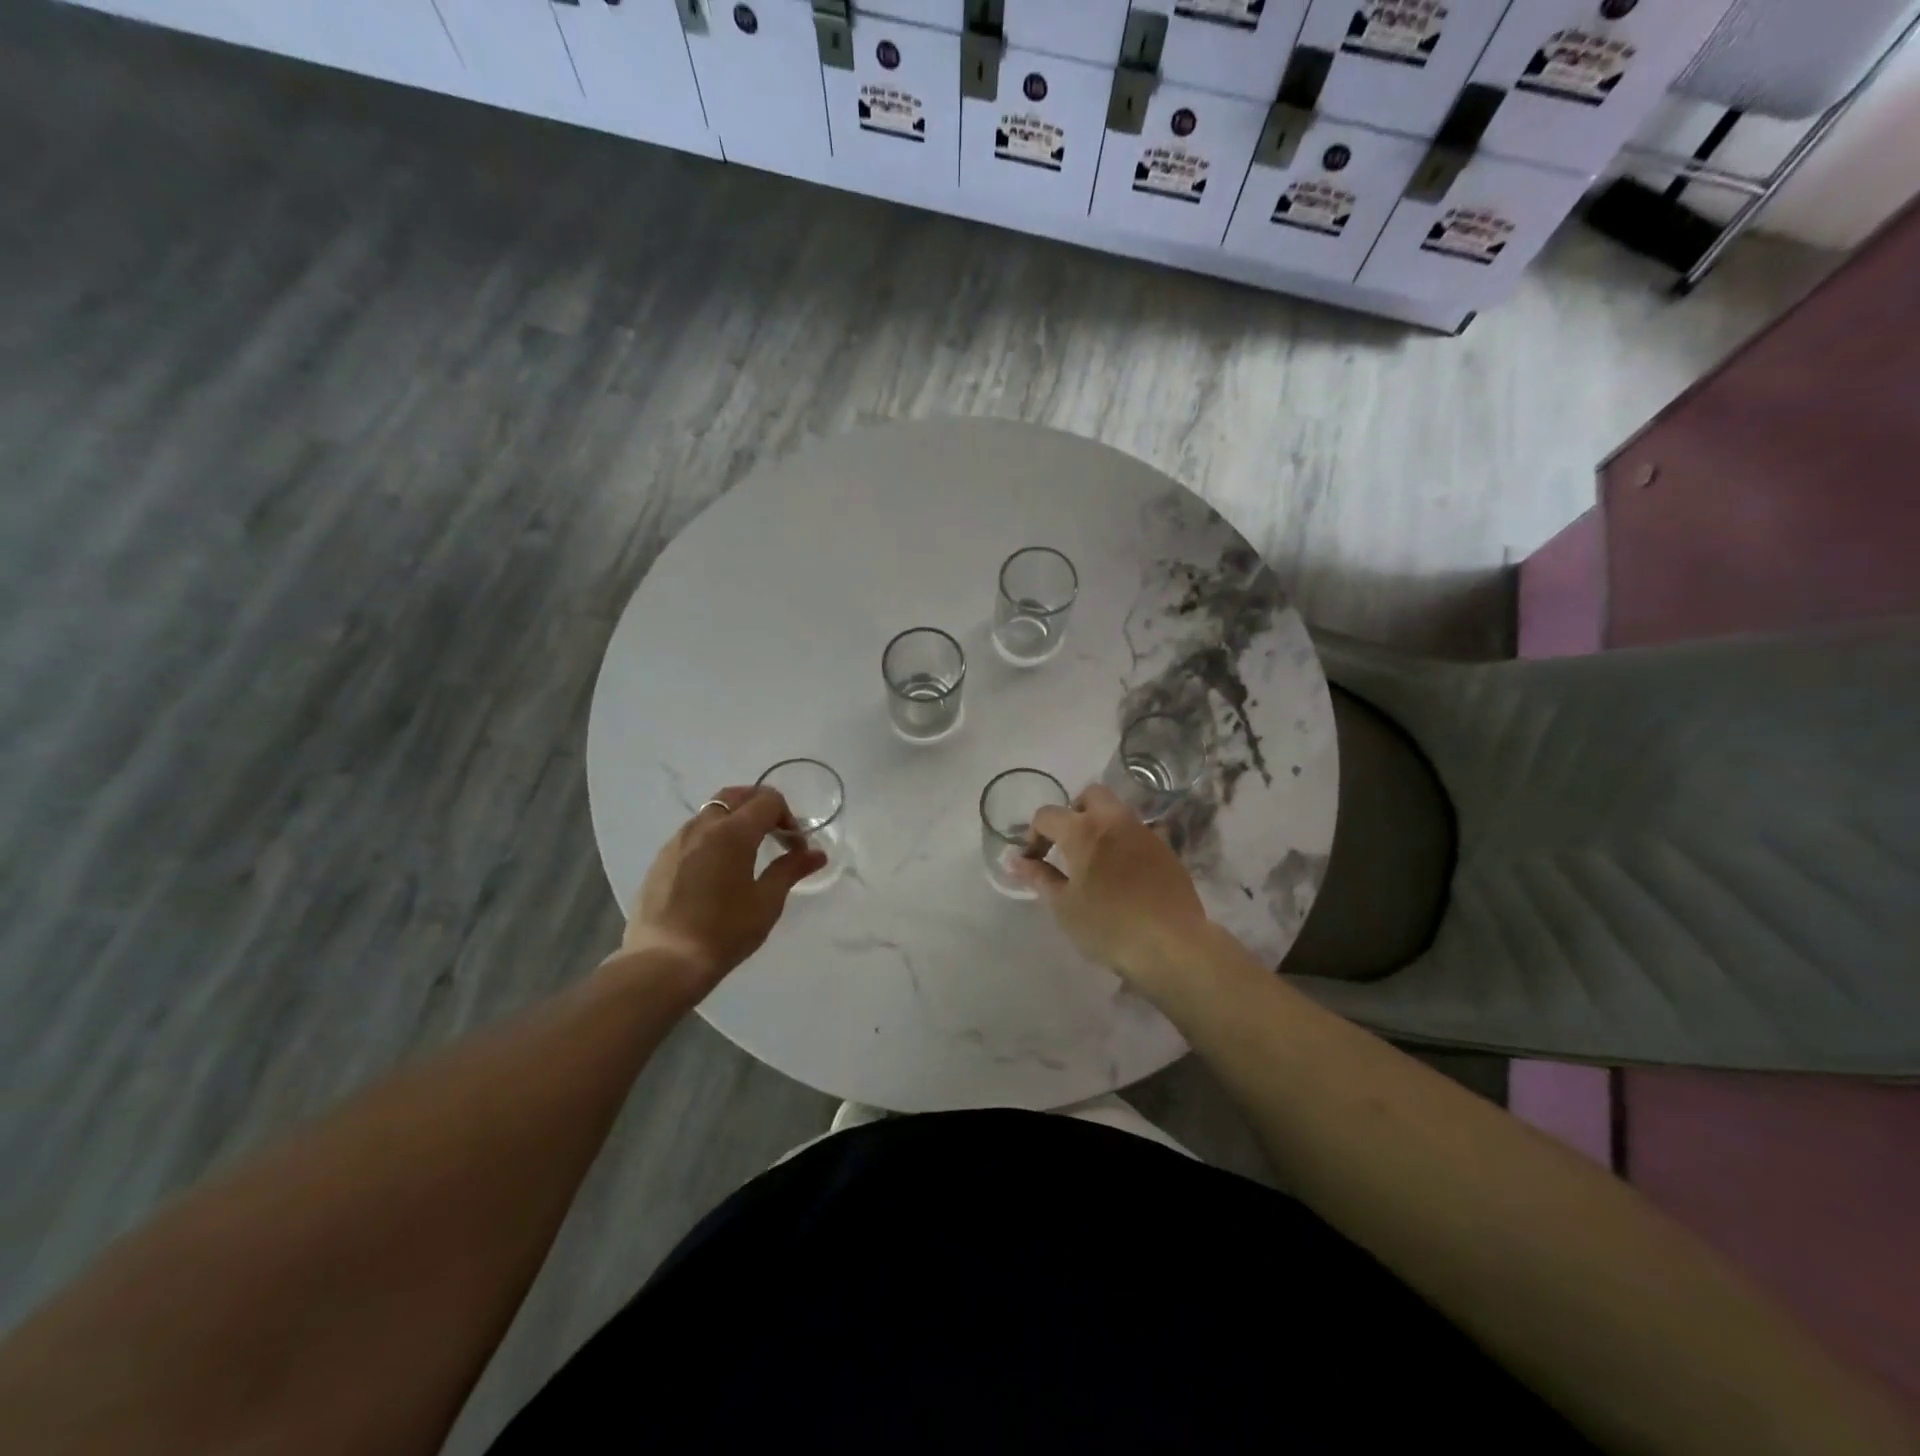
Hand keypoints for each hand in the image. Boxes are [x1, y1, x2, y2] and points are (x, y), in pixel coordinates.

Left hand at [617, 785, 825, 994]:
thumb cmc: (723, 931)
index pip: (768, 801)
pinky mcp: (661, 858)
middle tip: (775, 836)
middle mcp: (703, 826)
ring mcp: (677, 840)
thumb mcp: (766, 902)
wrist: (663, 962)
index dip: (788, 818)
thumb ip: (791, 869)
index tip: (794, 848)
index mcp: (733, 832)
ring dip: (736, 820)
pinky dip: (714, 836)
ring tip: (747, 853)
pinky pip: (694, 832)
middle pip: (737, 796)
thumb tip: (816, 853)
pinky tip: (718, 870)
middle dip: (761, 808)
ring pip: (712, 811)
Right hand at [1015, 784, 1209, 984]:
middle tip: (1066, 845)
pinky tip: (1122, 874)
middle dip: (1073, 812)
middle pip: (1090, 795)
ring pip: (1117, 811)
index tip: (1033, 861)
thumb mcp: (1064, 906)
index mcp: (1083, 830)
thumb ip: (1038, 877)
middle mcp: (1114, 820)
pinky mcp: (1166, 849)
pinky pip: (1137, 833)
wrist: (1172, 944)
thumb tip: (1016, 861)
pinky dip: (1123, 842)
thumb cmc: (1109, 926)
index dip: (1033, 835)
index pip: (1047, 815)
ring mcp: (1144, 832)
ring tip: (1094, 860)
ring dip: (1100, 825)